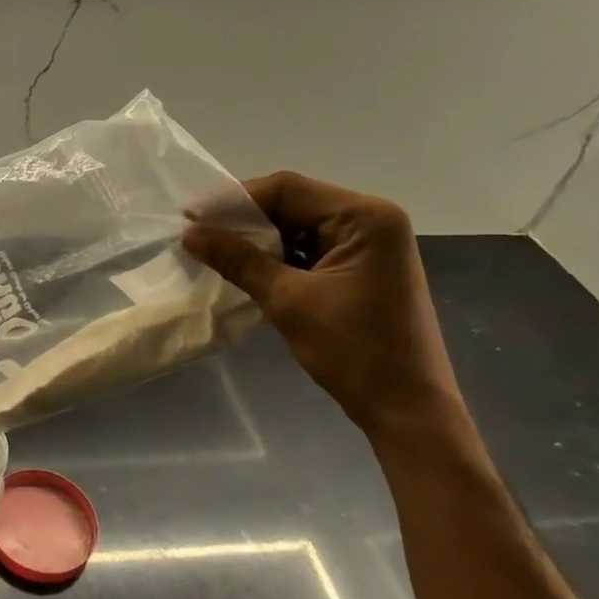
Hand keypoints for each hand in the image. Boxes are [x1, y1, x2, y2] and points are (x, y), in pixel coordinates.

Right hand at [182, 171, 465, 440]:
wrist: (407, 408)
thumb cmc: (354, 351)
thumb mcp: (288, 301)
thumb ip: (239, 260)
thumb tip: (190, 234)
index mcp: (365, 217)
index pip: (287, 189)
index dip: (234, 199)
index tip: (190, 215)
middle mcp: (371, 220)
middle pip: (294, 203)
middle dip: (244, 219)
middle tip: (197, 234)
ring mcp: (369, 245)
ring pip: (299, 226)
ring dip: (258, 239)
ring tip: (214, 252)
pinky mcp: (361, 268)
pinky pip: (310, 249)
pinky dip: (277, 256)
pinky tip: (246, 268)